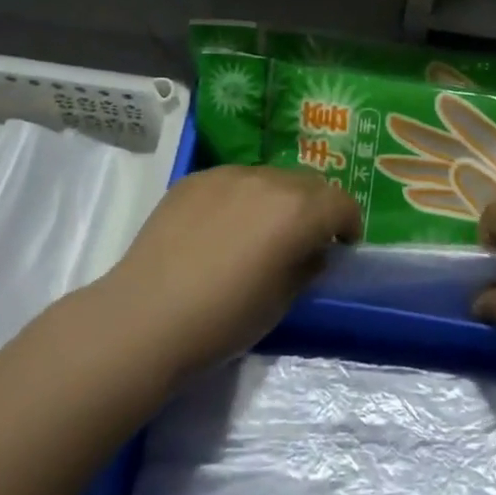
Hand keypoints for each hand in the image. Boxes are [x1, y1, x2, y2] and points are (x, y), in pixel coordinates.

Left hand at [97, 165, 361, 380]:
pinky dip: (239, 198)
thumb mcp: (282, 302)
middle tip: (304, 238)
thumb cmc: (223, 320)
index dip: (348, 224)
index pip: (341, 203)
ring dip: (276, 199)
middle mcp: (268, 180)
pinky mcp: (194, 178)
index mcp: (297, 211)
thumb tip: (311, 250)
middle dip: (315, 207)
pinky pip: (232, 181)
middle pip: (307, 183)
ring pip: (269, 177)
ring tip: (258, 231)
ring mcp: (227, 174)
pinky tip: (219, 229)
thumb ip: (306, 266)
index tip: (342, 245)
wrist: (146, 317)